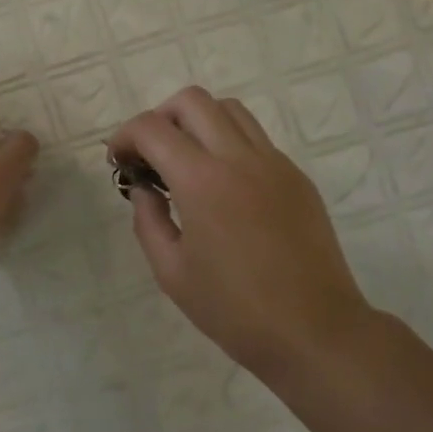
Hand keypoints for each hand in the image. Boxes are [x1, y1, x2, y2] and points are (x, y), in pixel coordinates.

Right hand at [108, 87, 372, 380]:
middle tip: (150, 155)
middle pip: (192, 101)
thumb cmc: (234, 310)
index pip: (152, 128)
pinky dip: (228, 144)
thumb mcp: (171, 272)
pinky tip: (222, 186)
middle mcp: (240, 158)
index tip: (118, 161)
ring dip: (198, 122)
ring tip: (186, 162)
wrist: (314, 331)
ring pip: (230, 110)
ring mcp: (275, 164)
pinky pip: (256, 139)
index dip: (124, 137)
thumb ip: (148, 220)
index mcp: (202, 181)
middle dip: (160, 117)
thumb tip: (144, 189)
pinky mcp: (297, 178)